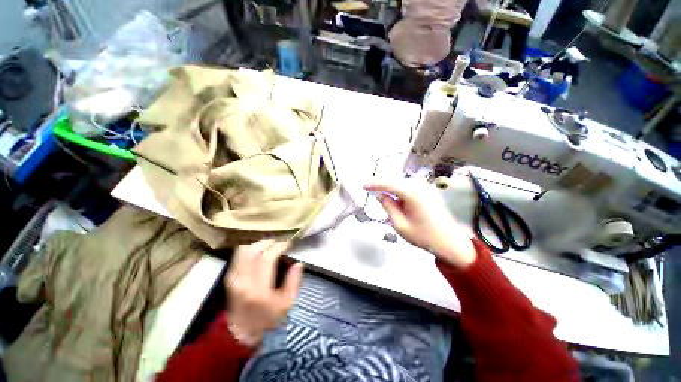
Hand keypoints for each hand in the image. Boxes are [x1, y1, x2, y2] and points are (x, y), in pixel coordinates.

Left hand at [224, 240, 303, 345]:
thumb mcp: (286, 304)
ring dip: (258, 244)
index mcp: (258, 289)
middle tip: (279, 243)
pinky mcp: (229, 277)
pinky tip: (260, 251)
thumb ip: (294, 282)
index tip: (288, 244)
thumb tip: (298, 263)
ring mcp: (233, 278)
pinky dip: (250, 249)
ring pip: (243, 250)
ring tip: (270, 246)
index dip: (279, 246)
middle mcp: (242, 280)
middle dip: (268, 242)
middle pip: (252, 249)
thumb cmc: (267, 320)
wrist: (241, 333)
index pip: (267, 257)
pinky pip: (238, 255)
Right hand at [365, 180, 476, 267]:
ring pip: (402, 182)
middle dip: (381, 183)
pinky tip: (393, 196)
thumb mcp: (401, 225)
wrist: (450, 242)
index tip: (363, 186)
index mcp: (412, 194)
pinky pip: (409, 187)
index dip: (375, 184)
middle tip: (369, 187)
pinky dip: (398, 190)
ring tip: (379, 192)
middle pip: (395, 180)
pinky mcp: (428, 192)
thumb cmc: (424, 236)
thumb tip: (381, 196)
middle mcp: (419, 186)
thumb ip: (389, 207)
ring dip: (390, 187)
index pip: (389, 184)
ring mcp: (425, 188)